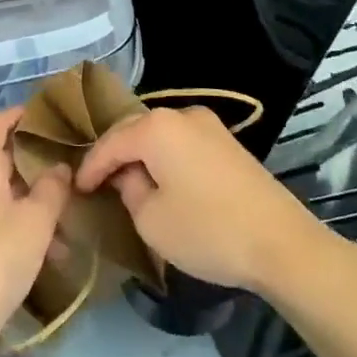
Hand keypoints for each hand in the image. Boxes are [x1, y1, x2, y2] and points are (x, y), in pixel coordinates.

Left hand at [0, 108, 71, 354]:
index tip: (57, 121)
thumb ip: (52, 187)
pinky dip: (5, 219)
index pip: (2, 120)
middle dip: (32, 168)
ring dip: (23, 202)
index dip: (29, 117)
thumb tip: (59, 166)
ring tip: (60, 230)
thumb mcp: (36, 221)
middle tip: (66, 177)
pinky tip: (35, 250)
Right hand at [74, 106, 334, 294]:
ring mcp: (208, 125)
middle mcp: (181, 113)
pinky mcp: (227, 142)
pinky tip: (161, 179)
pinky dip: (165, 157)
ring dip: (141, 155)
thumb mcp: (151, 220)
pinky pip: (182, 142)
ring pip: (160, 135)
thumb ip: (129, 191)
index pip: (110, 142)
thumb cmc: (208, 231)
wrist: (281, 242)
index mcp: (156, 127)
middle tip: (96, 183)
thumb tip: (129, 177)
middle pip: (134, 130)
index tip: (76, 189)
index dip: (90, 166)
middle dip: (114, 156)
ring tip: (126, 181)